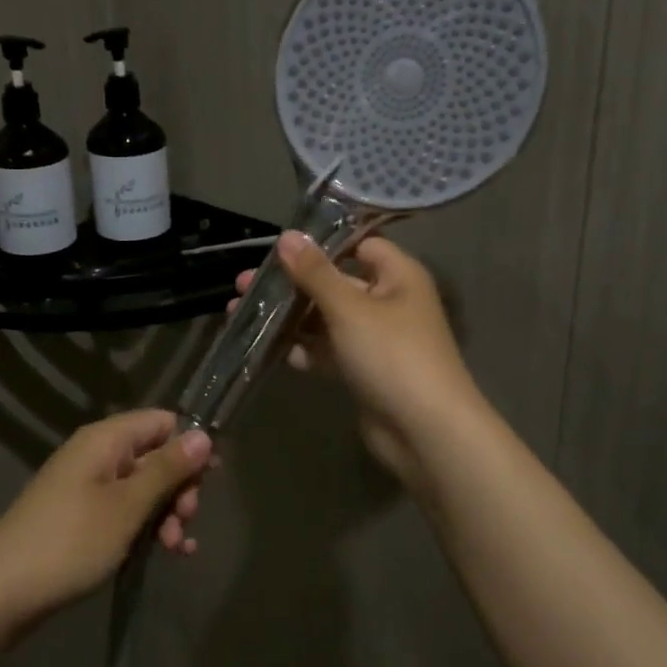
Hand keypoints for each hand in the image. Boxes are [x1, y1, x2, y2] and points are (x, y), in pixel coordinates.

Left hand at [0, 410, 212, 634]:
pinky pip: (125, 510)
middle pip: (155, 455)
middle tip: (186, 521)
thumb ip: (167, 469)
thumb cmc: (70, 542)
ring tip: (175, 547)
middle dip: (179, 487)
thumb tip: (203, 435)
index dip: (189, 446)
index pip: (162, 422)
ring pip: (143, 487)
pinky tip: (168, 553)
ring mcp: (87, 486)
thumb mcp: (127, 506)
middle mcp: (96, 454)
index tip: (210, 480)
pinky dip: (147, 527)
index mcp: (105, 439)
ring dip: (166, 513)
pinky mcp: (81, 516)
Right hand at [234, 231, 480, 493]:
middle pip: (335, 283)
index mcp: (398, 275)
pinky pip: (329, 351)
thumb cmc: (391, 356)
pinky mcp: (364, 370)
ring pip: (327, 319)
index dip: (321, 244)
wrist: (425, 431)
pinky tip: (270, 349)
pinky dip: (304, 349)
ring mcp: (376, 339)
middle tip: (243, 285)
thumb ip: (315, 272)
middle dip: (291, 284)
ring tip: (241, 314)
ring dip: (290, 317)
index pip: (359, 245)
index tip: (278, 248)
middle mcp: (389, 301)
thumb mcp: (349, 308)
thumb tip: (288, 235)